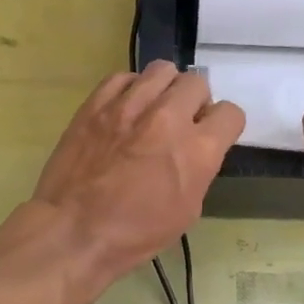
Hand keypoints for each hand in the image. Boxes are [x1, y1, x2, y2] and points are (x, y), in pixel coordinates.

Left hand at [31, 62, 244, 282]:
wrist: (73, 232)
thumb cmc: (135, 233)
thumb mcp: (188, 210)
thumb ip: (199, 168)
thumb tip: (196, 147)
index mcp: (198, 149)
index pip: (230, 113)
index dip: (224, 125)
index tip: (212, 135)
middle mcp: (168, 117)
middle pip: (197, 83)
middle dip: (195, 101)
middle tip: (182, 122)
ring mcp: (129, 105)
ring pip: (162, 70)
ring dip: (165, 89)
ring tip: (154, 109)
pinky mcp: (96, 103)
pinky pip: (123, 77)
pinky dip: (130, 89)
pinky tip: (125, 108)